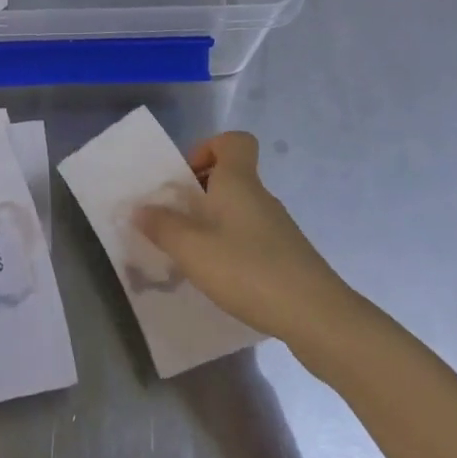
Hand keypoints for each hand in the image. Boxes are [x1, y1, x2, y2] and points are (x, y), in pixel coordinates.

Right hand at [133, 131, 358, 350]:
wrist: (316, 317)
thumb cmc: (248, 269)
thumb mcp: (192, 248)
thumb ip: (162, 226)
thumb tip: (139, 208)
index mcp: (239, 181)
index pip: (234, 140)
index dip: (208, 148)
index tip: (187, 178)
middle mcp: (260, 196)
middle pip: (231, 176)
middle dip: (200, 193)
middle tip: (176, 220)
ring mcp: (277, 227)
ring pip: (239, 209)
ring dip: (213, 223)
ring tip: (191, 254)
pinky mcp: (287, 256)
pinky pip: (251, 237)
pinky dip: (232, 247)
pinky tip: (220, 278)